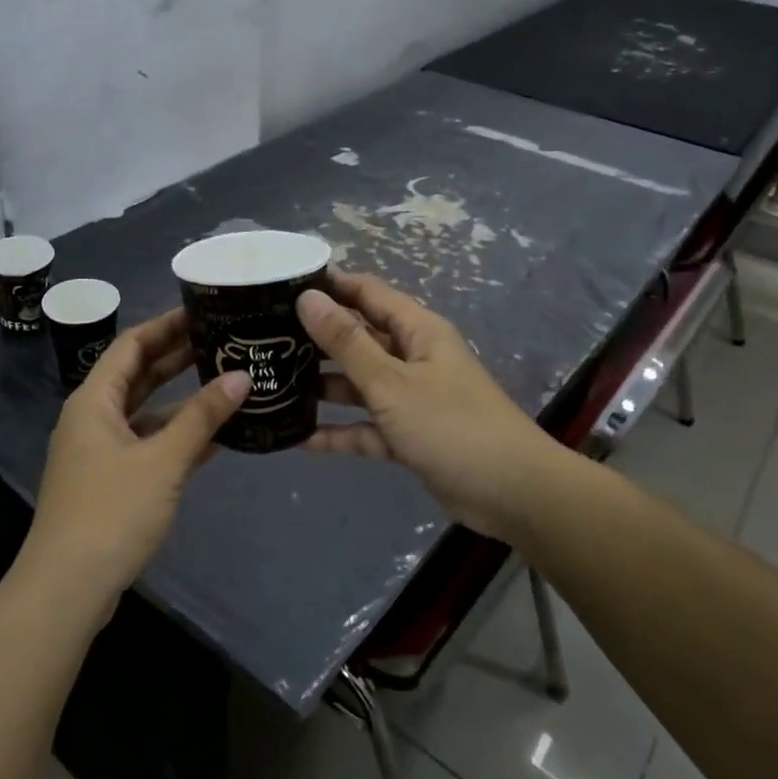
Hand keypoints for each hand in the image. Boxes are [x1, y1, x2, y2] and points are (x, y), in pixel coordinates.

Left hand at [23, 308, 249, 600]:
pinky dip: (177, 435)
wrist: (68, 587)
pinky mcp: (112, 481)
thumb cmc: (111, 512)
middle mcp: (93, 418)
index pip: (131, 345)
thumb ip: (203, 417)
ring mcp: (101, 452)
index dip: (166, 325)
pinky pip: (148, 443)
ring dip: (181, 398)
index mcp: (94, 401)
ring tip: (226, 379)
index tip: (203, 311)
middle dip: (177, 357)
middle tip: (222, 339)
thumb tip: (242, 376)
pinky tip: (215, 433)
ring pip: (146, 411)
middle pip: (138, 375)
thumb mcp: (163, 460)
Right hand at [298, 272, 567, 544]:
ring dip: (325, 387)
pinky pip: (368, 428)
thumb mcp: (391, 381)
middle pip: (360, 339)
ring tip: (275, 385)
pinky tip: (302, 440)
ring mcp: (412, 399)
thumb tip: (308, 298)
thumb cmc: (450, 424)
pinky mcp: (410, 436)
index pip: (367, 293)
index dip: (330, 285)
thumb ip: (347, 342)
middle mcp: (414, 358)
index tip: (283, 286)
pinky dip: (342, 432)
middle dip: (318, 339)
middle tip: (267, 339)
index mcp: (417, 331)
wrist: (510, 493)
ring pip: (361, 385)